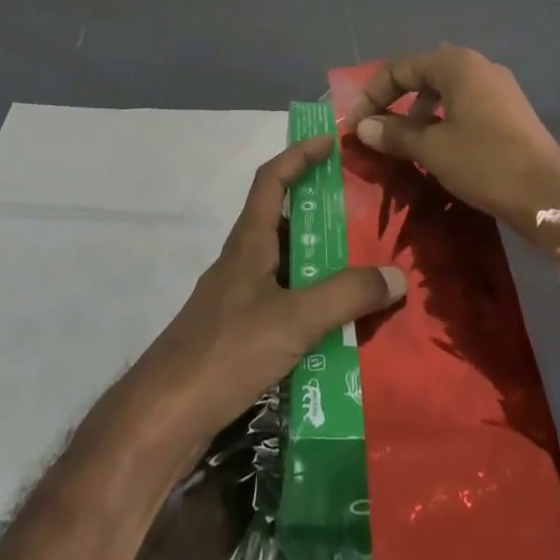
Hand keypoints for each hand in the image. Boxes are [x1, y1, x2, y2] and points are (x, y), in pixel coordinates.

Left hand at [132, 134, 406, 449]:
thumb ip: (346, 296)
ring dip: (318, 264)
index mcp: (249, 242)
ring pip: (284, 266)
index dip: (299, 155)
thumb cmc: (226, 351)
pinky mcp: (236, 335)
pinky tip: (334, 330)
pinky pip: (282, 303)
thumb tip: (396, 276)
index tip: (330, 142)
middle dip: (319, 214)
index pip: (271, 180)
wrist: (163, 417)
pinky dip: (309, 305)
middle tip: (361, 218)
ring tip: (360, 274)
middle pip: (281, 221)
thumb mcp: (294, 319)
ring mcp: (236, 300)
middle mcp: (241, 262)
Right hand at [342, 44, 559, 249]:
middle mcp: (478, 66)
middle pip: (423, 73)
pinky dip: (443, 119)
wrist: (549, 195)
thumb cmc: (485, 163)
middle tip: (376, 128)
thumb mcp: (432, 149)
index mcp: (457, 64)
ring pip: (445, 90)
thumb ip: (395, 133)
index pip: (400, 67)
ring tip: (404, 141)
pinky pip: (465, 104)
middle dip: (395, 99)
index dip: (372, 94)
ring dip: (419, 111)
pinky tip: (437, 147)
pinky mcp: (510, 111)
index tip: (355, 123)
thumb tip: (363, 126)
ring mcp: (498, 88)